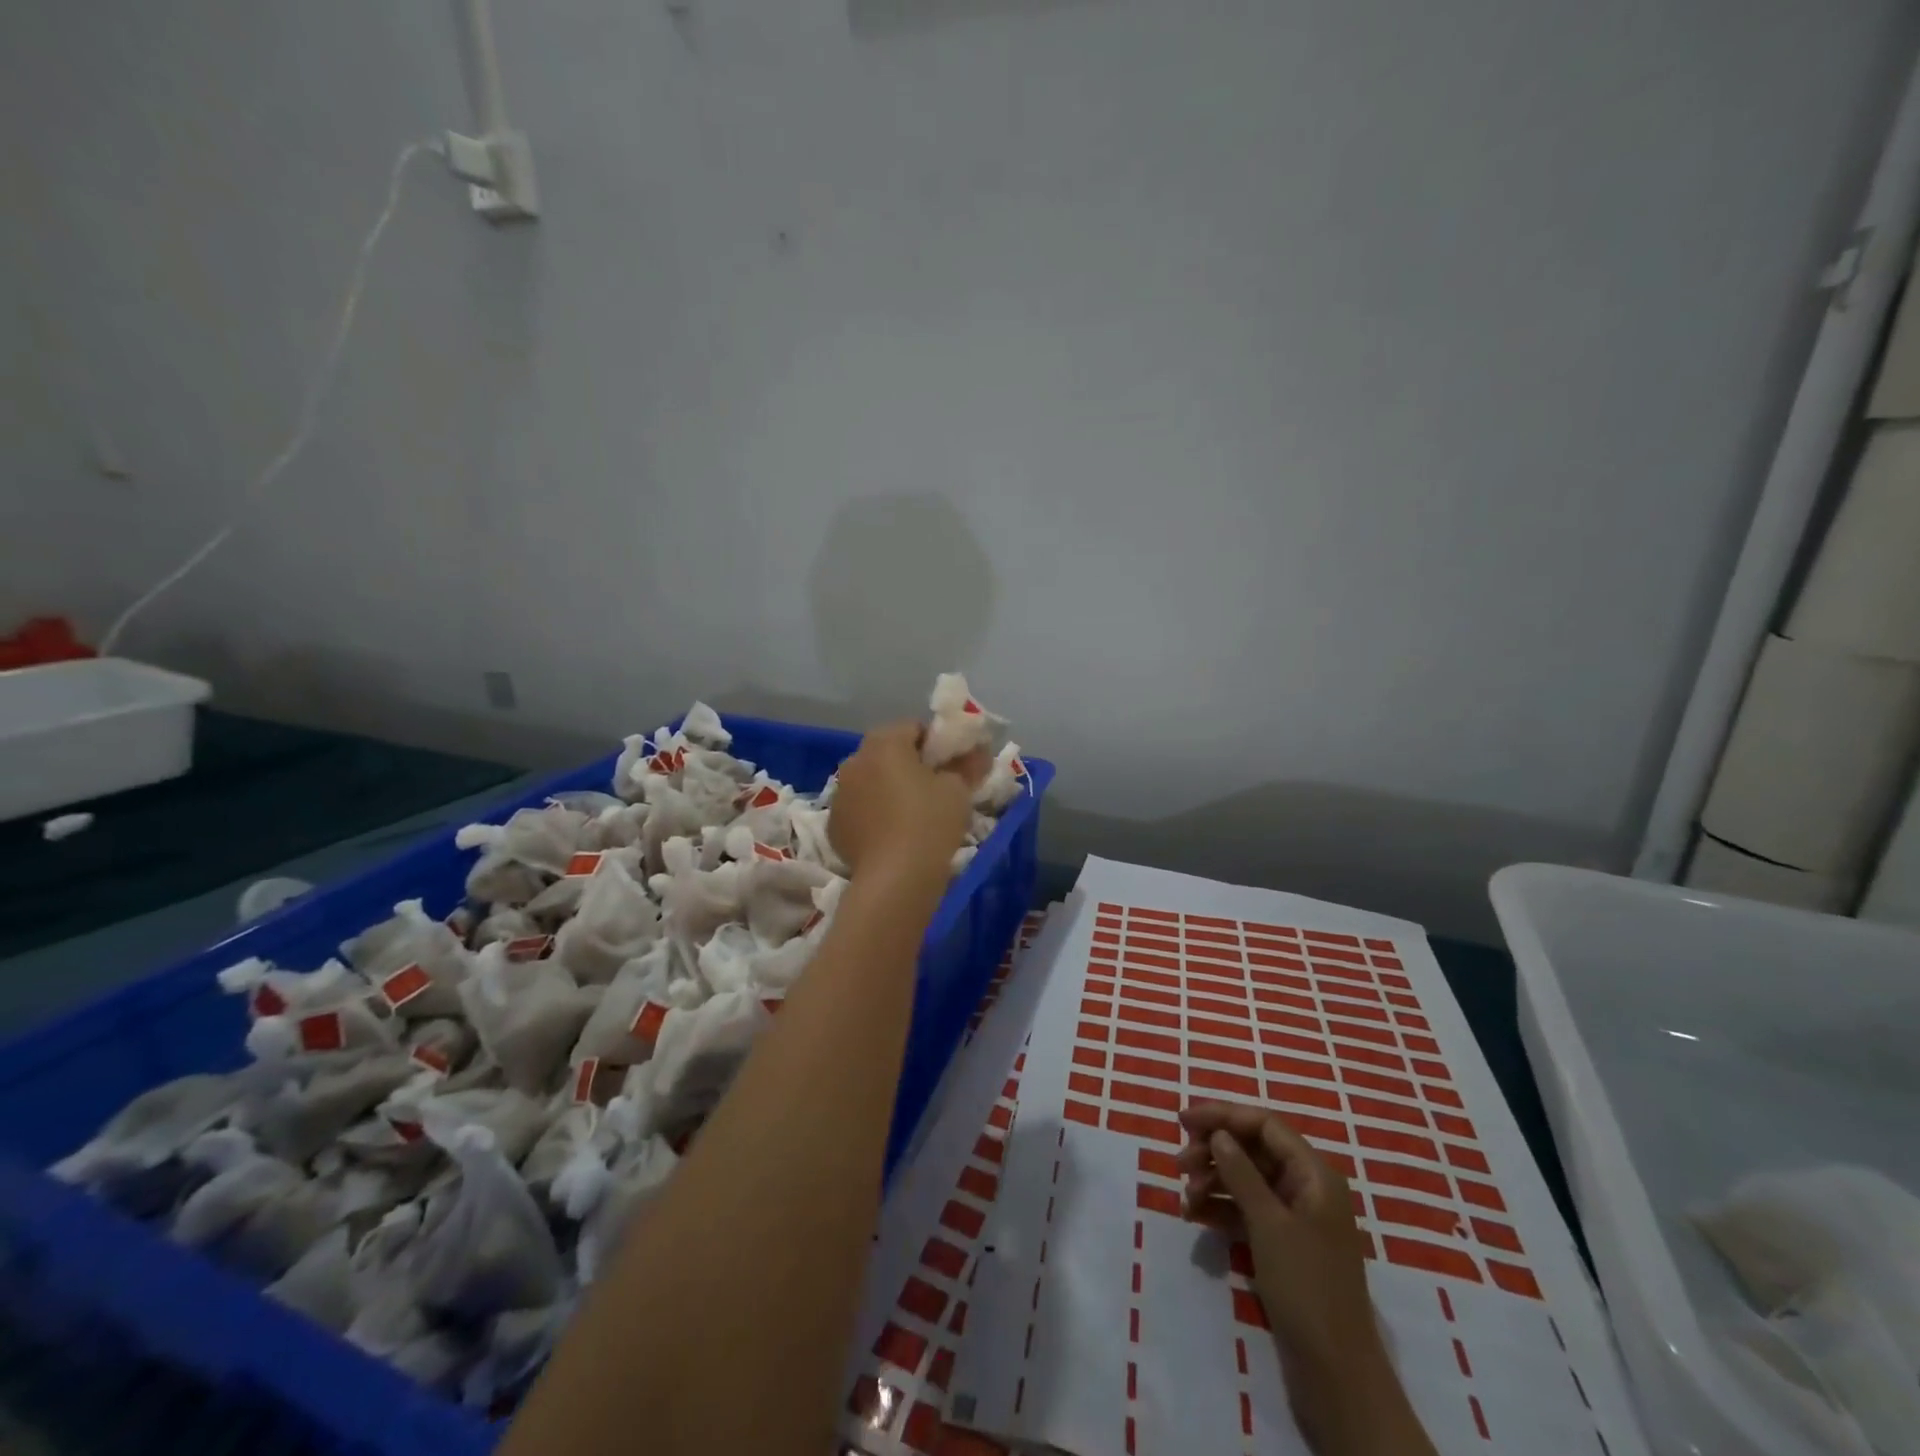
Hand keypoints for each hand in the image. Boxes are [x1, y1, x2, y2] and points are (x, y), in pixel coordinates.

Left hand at [828, 722, 985, 878]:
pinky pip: (860, 808)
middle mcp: (855, 760)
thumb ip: (967, 764)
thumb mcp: (958, 789)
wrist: (895, 878)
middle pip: (888, 752)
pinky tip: (892, 834)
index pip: (914, 728)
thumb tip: (977, 753)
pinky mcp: (834, 824)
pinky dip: (874, 813)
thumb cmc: (930, 822)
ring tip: (913, 814)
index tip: (953, 765)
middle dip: (910, 764)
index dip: (937, 744)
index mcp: (884, 742)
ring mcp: (840, 793)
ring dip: (888, 787)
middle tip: (936, 788)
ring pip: (871, 780)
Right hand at [1179, 1104, 1435, 1455]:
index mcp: (1314, 1174)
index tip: (1182, 1122)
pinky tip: (1196, 1217)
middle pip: (1253, 1150)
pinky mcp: (1283, 1246)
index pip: (1264, 1125)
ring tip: (1185, 1199)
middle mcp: (1307, 1188)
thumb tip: (1218, 1134)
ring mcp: (1295, 1219)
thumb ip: (1241, 1172)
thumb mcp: (1269, 1224)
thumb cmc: (1306, 1287)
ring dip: (1213, 1181)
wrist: (1337, 1375)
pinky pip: (1246, 1211)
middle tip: (1178, 1164)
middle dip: (1214, 1152)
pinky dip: (1221, 1209)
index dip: (1223, 1116)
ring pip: (1246, 1180)